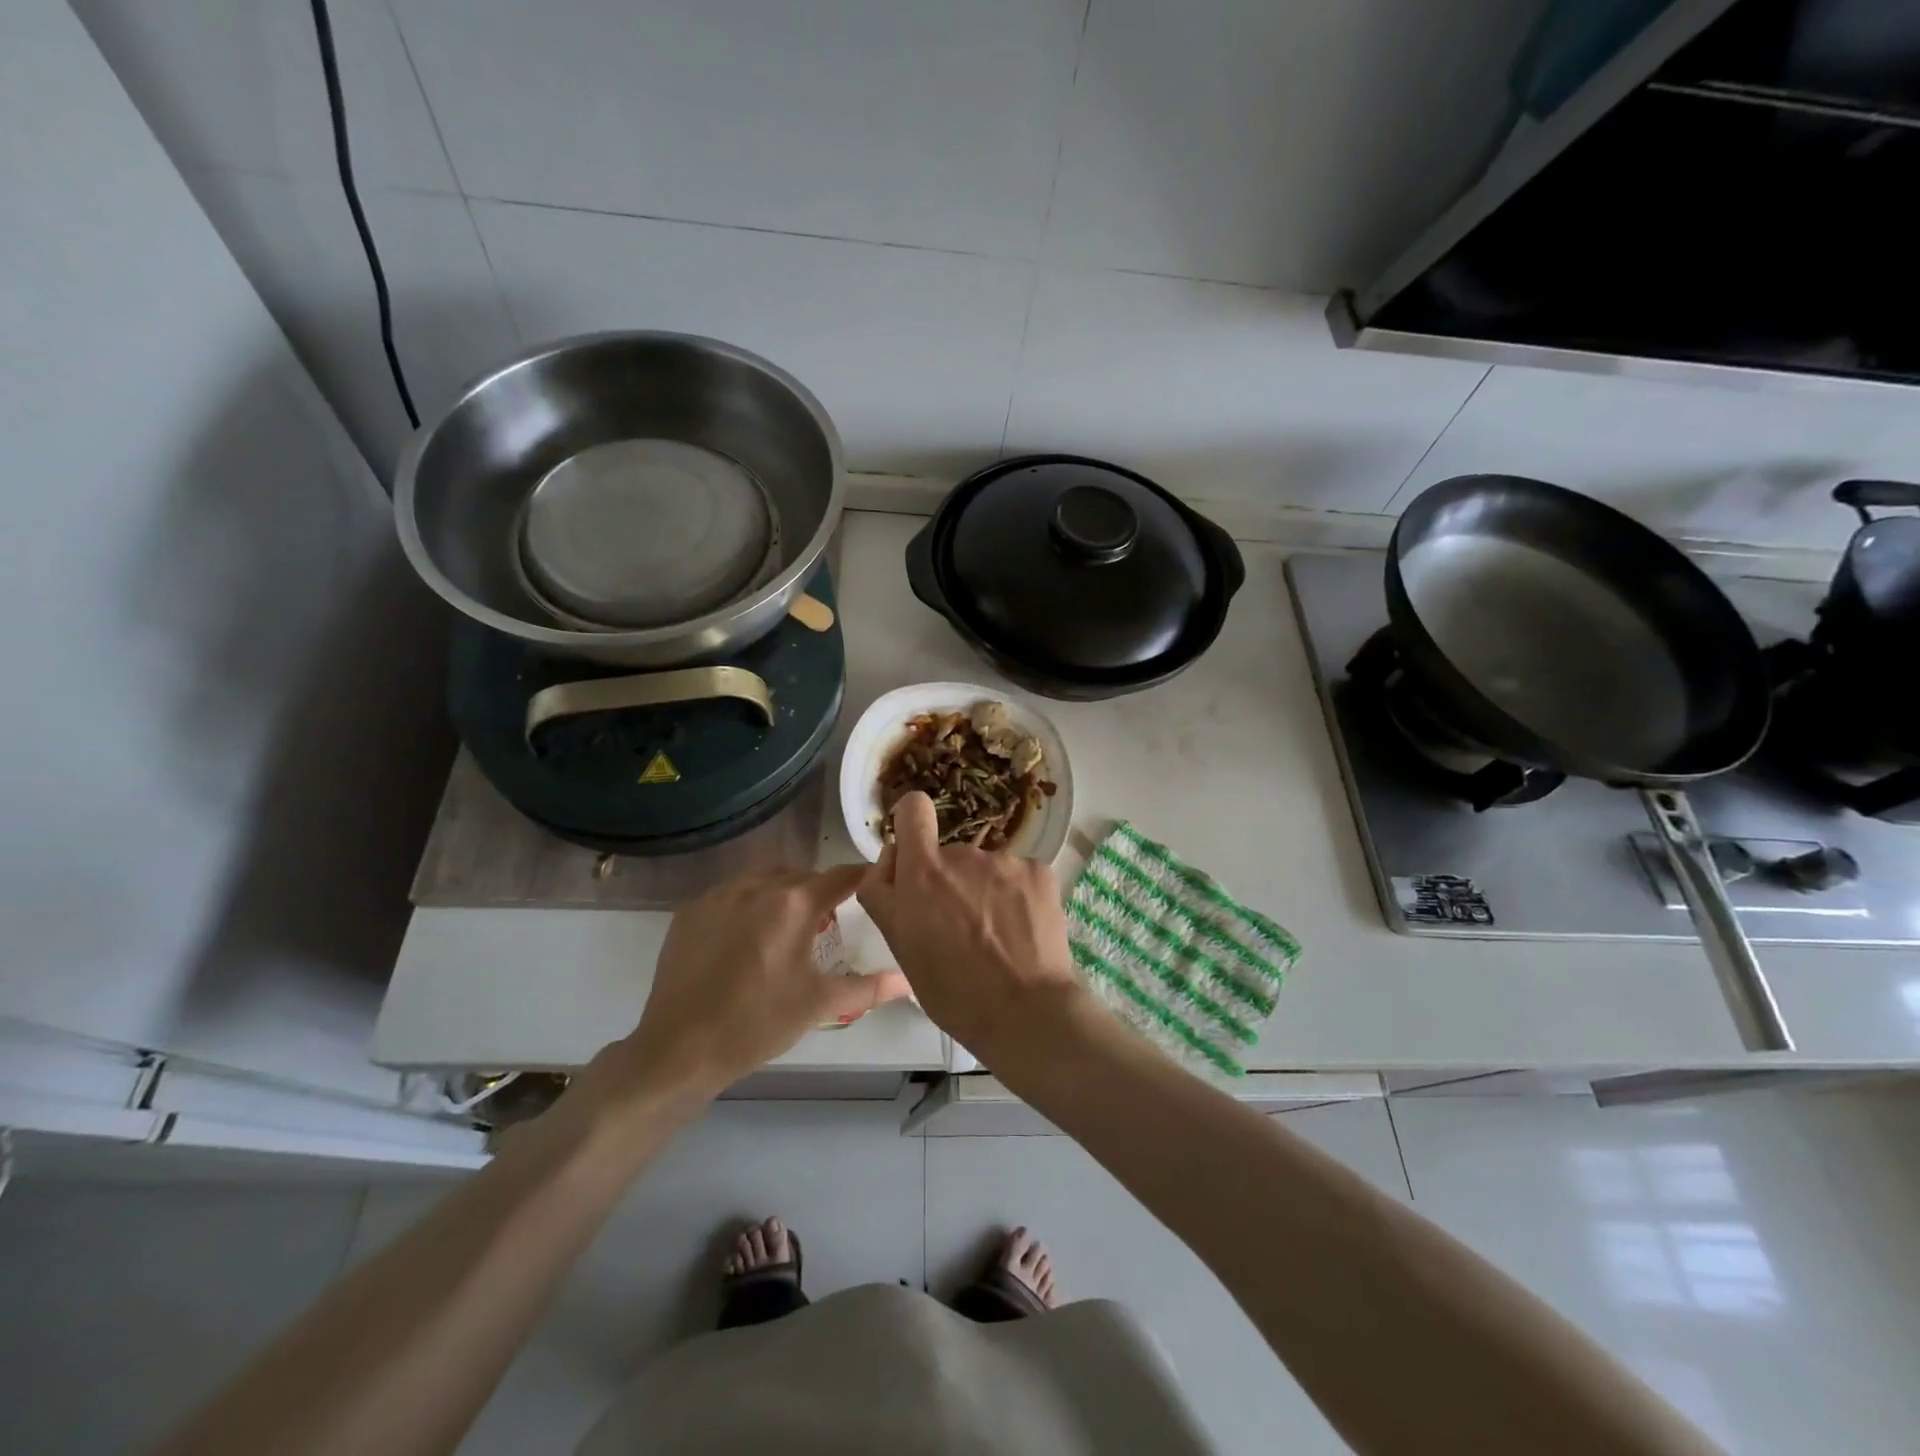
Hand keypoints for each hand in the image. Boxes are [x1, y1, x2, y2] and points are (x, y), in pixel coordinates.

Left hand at [590, 868, 910, 1106]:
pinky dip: (748, 904)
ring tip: (787, 928)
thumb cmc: (757, 1024)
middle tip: (829, 921)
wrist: (679, 1049)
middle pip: (802, 876)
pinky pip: (732, 893)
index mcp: (793, 904)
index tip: (875, 884)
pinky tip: (747, 937)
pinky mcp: (691, 910)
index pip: (840, 876)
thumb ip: (868, 988)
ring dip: (783, 893)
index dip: (862, 878)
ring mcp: (719, 895)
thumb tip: (907, 982)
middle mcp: (757, 886)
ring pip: (765, 880)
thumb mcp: (819, 1004)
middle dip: (820, 891)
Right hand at [857, 792, 1083, 1057]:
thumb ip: (885, 894)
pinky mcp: (1040, 871)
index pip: (913, 810)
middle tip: (959, 929)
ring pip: (986, 870)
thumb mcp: (899, 946)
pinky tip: (1022, 932)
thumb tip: (891, 860)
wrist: (1025, 1011)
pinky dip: (1018, 897)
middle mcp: (964, 855)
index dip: (911, 821)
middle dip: (950, 882)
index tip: (916, 850)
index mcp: (923, 872)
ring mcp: (1006, 861)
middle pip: (949, 855)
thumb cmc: (951, 989)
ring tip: (995, 938)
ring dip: (985, 892)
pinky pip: (1019, 876)